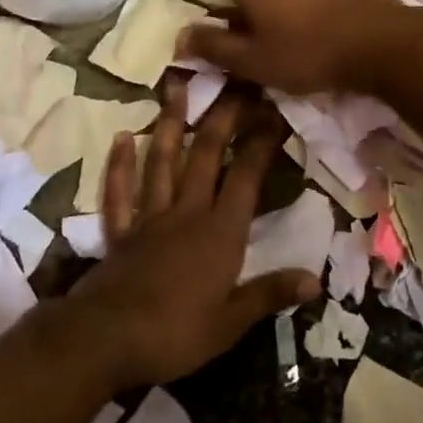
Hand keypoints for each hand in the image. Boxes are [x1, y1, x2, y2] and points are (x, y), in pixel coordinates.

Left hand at [67, 79, 320, 391]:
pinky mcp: (120, 231)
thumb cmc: (175, 333)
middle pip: (206, 156)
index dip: (262, 144)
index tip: (274, 111)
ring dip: (171, 123)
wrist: (105, 340)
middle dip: (223, 118)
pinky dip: (121, 164)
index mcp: (220, 233)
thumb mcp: (231, 322)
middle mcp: (187, 213)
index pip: (247, 178)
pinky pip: (120, 191)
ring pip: (163, 161)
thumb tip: (317, 279)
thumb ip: (271, 294)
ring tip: (178, 87)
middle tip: (233, 82)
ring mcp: (150, 218)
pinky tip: (123, 136)